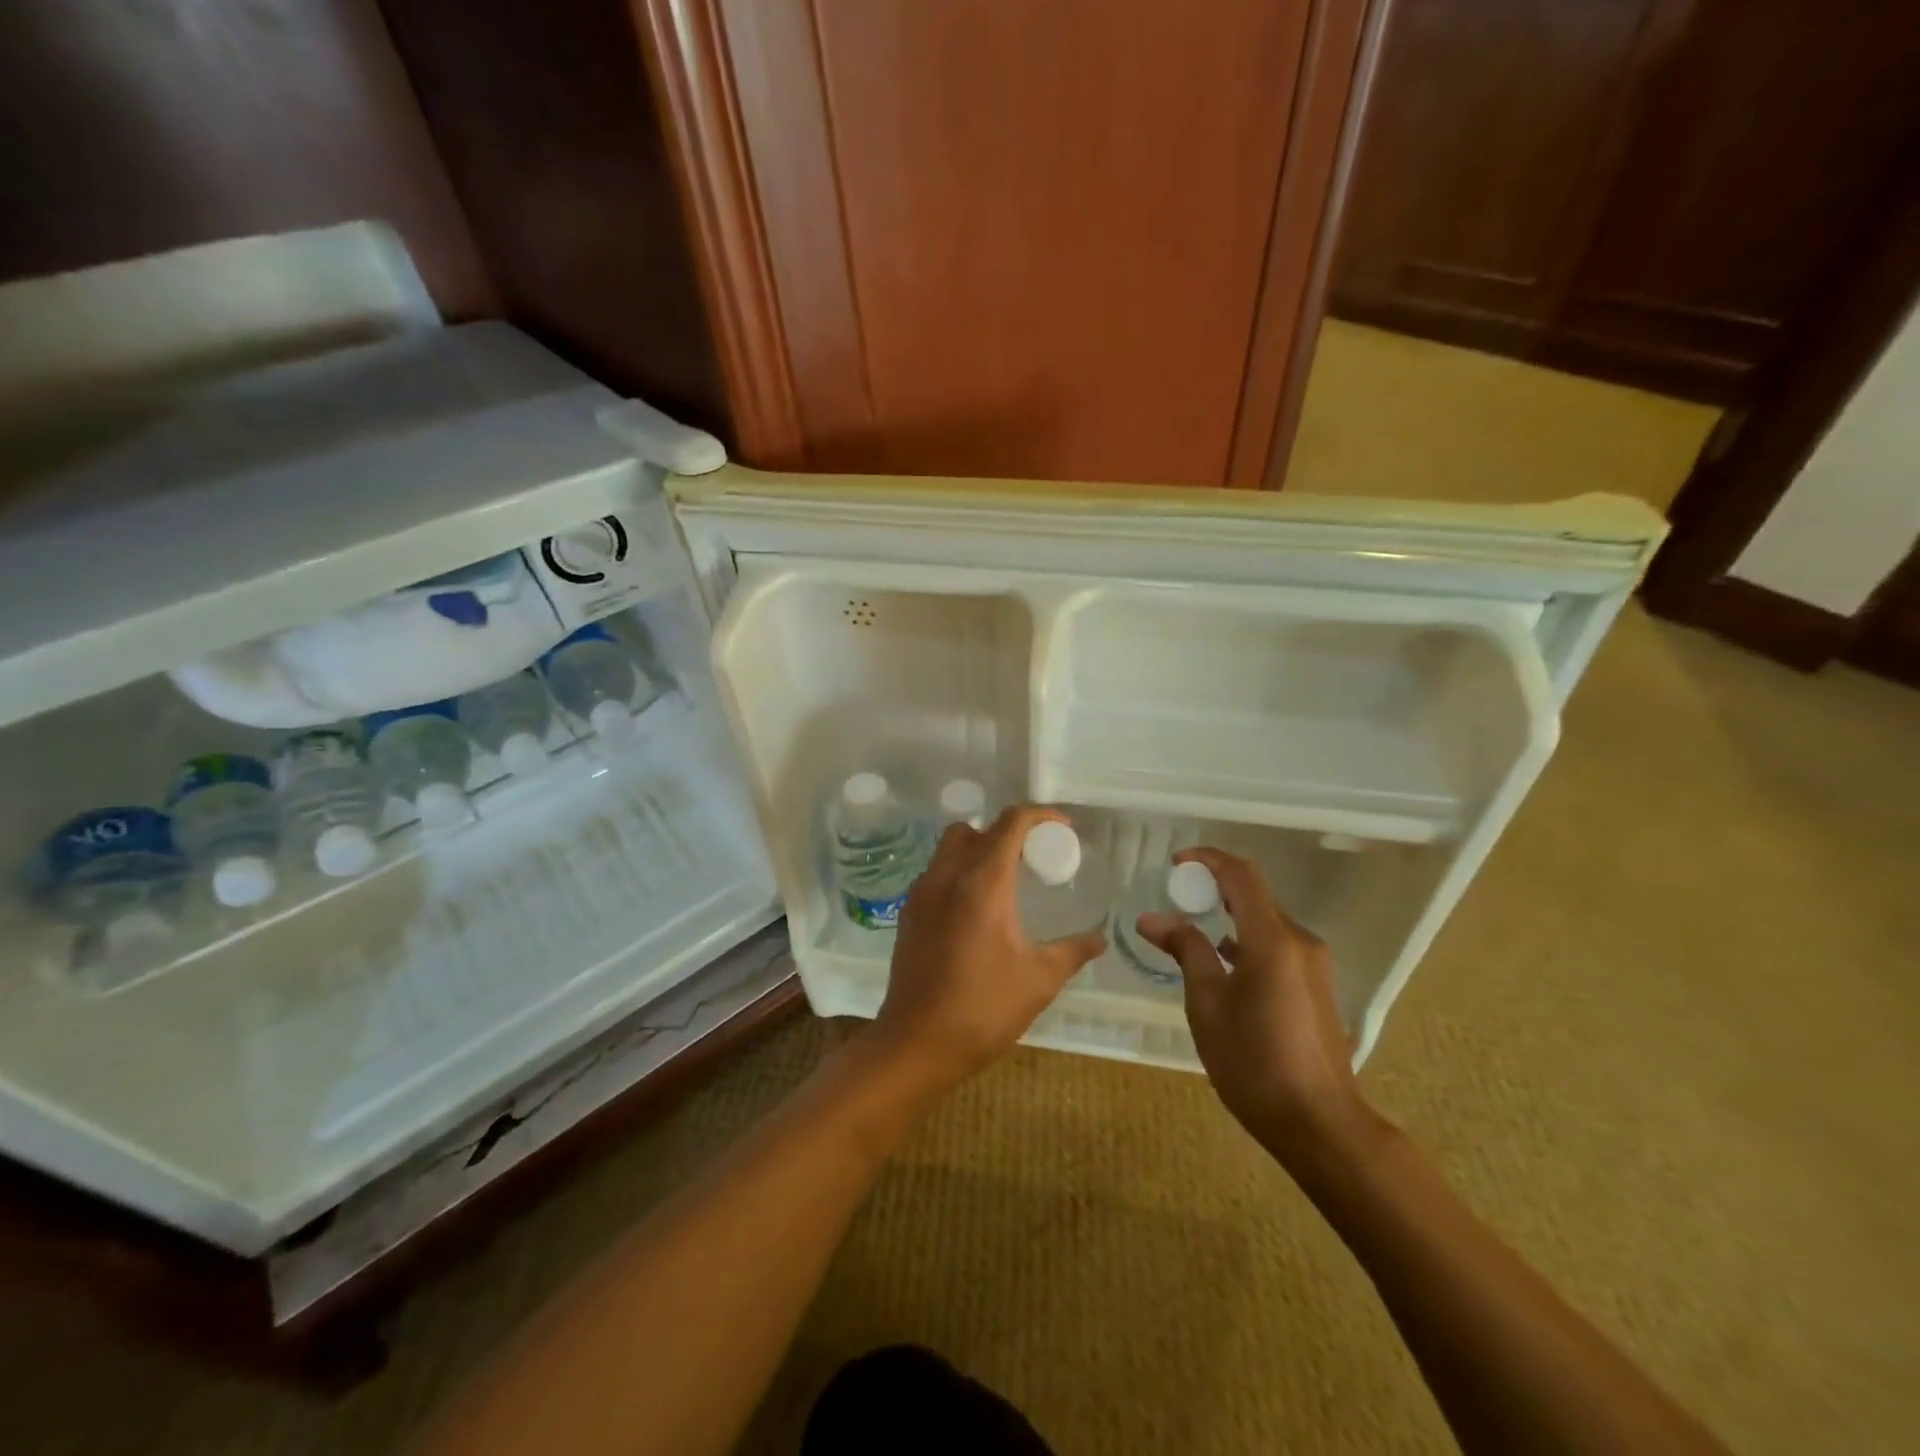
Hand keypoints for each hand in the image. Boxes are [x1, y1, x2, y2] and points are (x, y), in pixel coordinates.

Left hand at [869, 804, 1106, 1094]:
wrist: (916, 1044)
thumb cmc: (983, 1009)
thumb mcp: (1039, 980)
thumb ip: (1073, 951)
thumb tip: (1099, 939)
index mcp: (982, 883)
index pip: (1011, 823)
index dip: (1041, 816)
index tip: (1064, 830)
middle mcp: (947, 876)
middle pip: (975, 829)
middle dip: (1005, 833)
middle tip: (1031, 860)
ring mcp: (921, 894)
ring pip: (949, 849)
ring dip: (978, 852)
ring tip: (1004, 885)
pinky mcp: (908, 915)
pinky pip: (936, 876)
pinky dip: (958, 876)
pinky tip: (975, 913)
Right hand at [1137, 846, 1369, 1165]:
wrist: (1319, 1123)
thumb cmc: (1254, 1063)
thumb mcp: (1207, 1005)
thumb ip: (1185, 951)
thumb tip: (1152, 919)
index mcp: (1273, 940)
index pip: (1242, 876)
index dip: (1208, 860)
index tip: (1175, 863)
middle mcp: (1299, 941)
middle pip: (1255, 894)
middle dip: (1214, 886)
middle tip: (1176, 896)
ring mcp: (1313, 963)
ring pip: (1266, 920)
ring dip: (1229, 913)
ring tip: (1191, 926)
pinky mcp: (1316, 984)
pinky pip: (1277, 943)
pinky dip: (1246, 937)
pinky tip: (1222, 959)